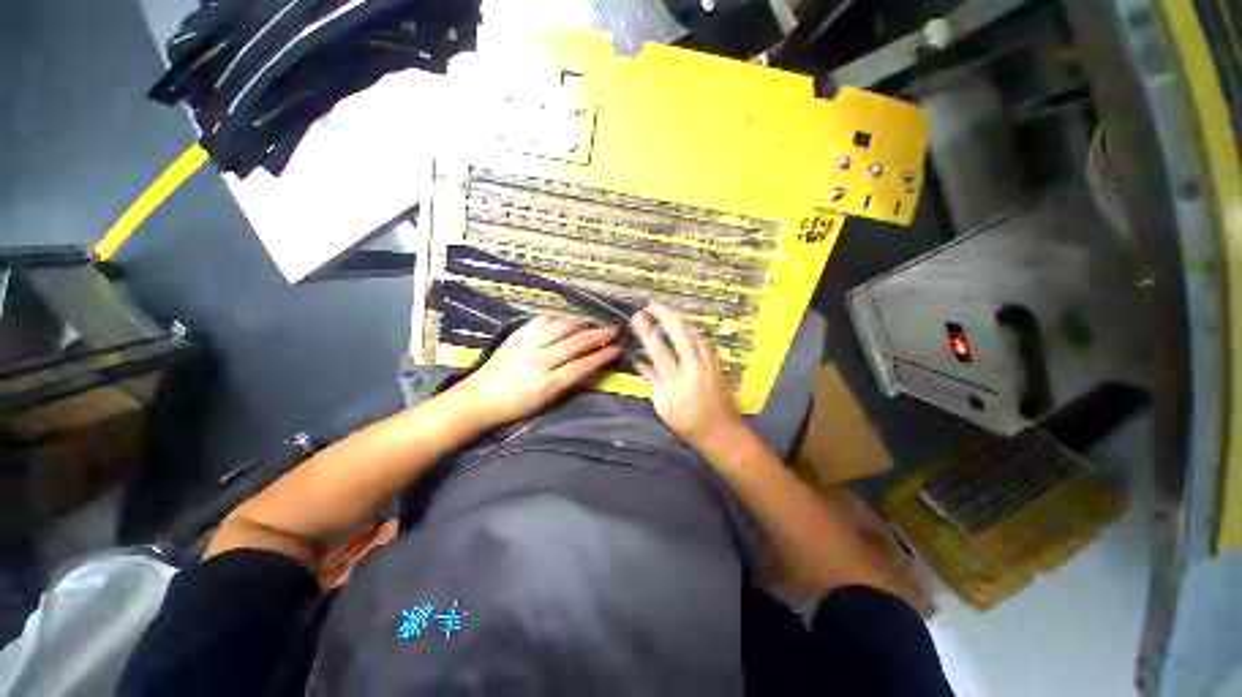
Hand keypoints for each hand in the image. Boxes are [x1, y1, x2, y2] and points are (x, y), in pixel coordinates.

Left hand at [458, 316, 620, 427]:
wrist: (479, 398)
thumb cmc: (516, 406)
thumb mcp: (547, 402)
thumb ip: (571, 383)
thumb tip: (593, 367)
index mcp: (547, 383)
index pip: (583, 365)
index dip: (603, 356)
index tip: (617, 349)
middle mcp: (539, 361)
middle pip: (576, 343)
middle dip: (599, 335)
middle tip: (614, 329)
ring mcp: (527, 345)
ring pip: (562, 327)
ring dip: (582, 325)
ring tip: (593, 325)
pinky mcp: (517, 336)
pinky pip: (542, 321)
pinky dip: (559, 319)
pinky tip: (568, 321)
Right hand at [630, 304, 746, 448]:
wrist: (722, 432)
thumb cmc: (687, 423)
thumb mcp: (663, 406)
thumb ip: (652, 381)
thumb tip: (640, 361)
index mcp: (676, 380)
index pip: (659, 349)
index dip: (647, 330)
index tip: (637, 317)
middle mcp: (694, 367)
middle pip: (680, 334)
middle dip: (665, 316)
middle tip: (652, 305)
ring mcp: (709, 364)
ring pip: (695, 334)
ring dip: (680, 319)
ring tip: (667, 311)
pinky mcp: (718, 364)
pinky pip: (704, 341)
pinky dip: (693, 330)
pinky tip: (687, 327)